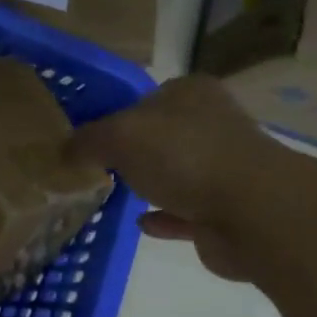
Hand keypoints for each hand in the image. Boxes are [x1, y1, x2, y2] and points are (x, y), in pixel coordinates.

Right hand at [67, 75, 296, 282]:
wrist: (252, 213)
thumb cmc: (184, 157)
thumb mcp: (119, 136)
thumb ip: (87, 141)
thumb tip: (64, 151)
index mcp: (190, 93)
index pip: (145, 97)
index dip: (115, 115)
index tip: (88, 138)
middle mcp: (211, 125)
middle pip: (161, 135)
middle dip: (132, 152)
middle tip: (95, 168)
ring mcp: (223, 169)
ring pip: (176, 173)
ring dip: (150, 183)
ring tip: (112, 194)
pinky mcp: (226, 210)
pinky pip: (185, 212)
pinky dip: (164, 216)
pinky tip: (140, 223)